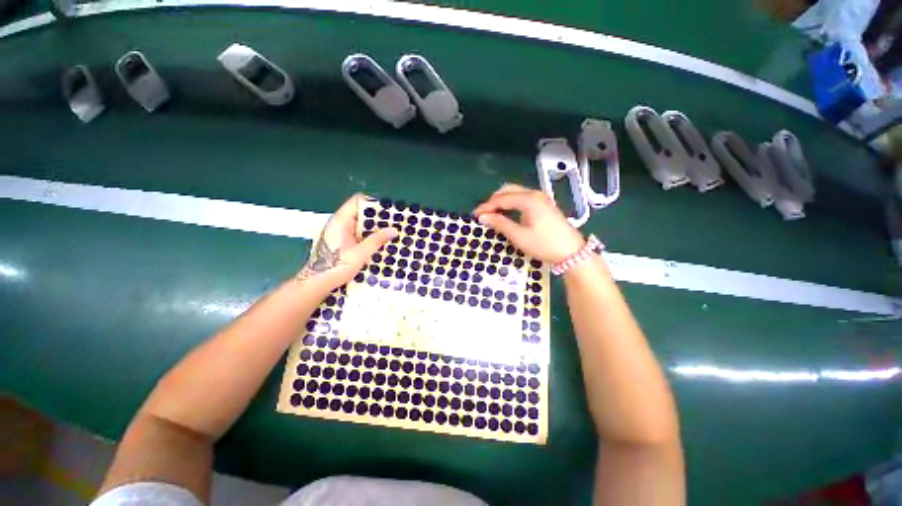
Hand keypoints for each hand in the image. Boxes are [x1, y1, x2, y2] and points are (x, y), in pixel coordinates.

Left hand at [296, 194, 397, 290]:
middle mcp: (340, 223)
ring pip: (360, 224)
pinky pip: (358, 234)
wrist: (318, 283)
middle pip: (360, 212)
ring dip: (374, 228)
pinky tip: (380, 242)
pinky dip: (369, 236)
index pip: (357, 201)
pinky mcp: (342, 242)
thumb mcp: (360, 253)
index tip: (388, 210)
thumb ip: (377, 240)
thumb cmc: (336, 267)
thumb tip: (394, 230)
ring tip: (391, 232)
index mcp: (341, 221)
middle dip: (377, 217)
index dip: (372, 203)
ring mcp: (340, 233)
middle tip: (394, 222)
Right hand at [474, 183, 585, 263]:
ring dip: (502, 201)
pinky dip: (511, 204)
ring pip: (515, 193)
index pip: (501, 198)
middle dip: (493, 200)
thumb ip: (500, 224)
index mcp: (528, 199)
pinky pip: (522, 198)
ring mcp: (540, 198)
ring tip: (492, 214)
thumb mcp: (519, 236)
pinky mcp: (543, 205)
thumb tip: (483, 217)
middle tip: (484, 214)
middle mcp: (534, 194)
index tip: (475, 215)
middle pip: (508, 190)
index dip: (486, 206)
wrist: (572, 252)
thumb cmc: (544, 244)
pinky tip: (507, 213)